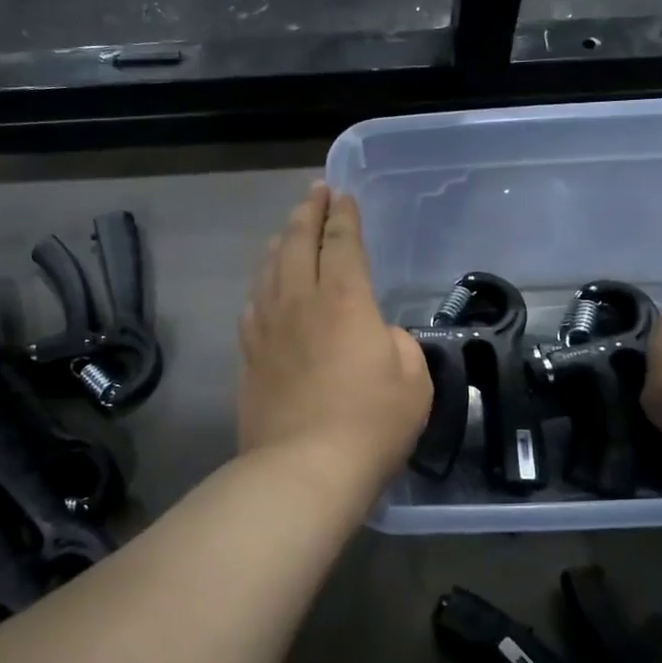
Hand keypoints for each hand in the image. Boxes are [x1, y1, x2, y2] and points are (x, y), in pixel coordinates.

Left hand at [238, 183, 431, 487]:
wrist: (304, 468)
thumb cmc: (370, 422)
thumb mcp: (412, 379)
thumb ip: (397, 344)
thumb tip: (376, 335)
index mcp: (344, 300)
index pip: (341, 243)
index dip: (343, 216)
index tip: (342, 195)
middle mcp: (300, 302)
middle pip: (297, 244)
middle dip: (307, 213)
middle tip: (314, 193)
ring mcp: (268, 329)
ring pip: (269, 270)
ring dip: (279, 243)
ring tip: (286, 230)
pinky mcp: (249, 357)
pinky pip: (253, 306)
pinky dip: (260, 286)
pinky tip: (262, 287)